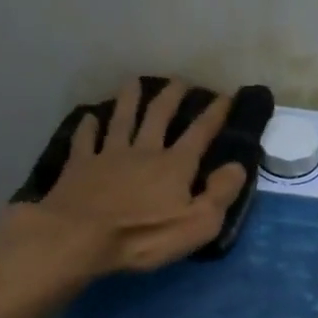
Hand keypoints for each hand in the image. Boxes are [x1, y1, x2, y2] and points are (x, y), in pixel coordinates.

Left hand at [22, 79, 246, 277]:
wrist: (80, 237)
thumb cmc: (144, 236)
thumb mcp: (198, 224)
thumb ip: (220, 194)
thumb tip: (237, 166)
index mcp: (175, 165)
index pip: (200, 133)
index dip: (214, 113)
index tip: (225, 95)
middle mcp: (144, 151)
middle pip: (158, 116)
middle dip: (172, 96)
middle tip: (179, 81)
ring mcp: (109, 155)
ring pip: (122, 119)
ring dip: (129, 100)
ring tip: (134, 82)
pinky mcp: (80, 166)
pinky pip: (85, 139)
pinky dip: (88, 126)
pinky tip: (89, 117)